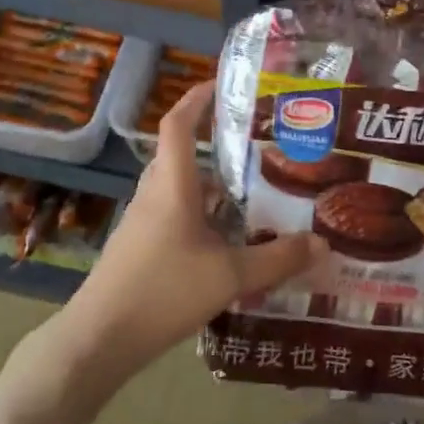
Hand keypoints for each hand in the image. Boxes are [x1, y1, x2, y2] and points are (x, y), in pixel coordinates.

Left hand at [59, 81, 326, 379]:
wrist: (101, 338)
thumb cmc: (164, 292)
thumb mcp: (230, 276)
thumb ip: (278, 259)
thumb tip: (322, 243)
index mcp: (172, 187)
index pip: (178, 125)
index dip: (197, 99)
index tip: (222, 84)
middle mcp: (154, 197)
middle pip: (179, 156)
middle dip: (212, 144)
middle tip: (254, 145)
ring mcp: (142, 224)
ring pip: (178, 190)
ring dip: (208, 186)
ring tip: (249, 192)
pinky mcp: (139, 250)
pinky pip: (173, 217)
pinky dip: (200, 216)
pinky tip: (225, 241)